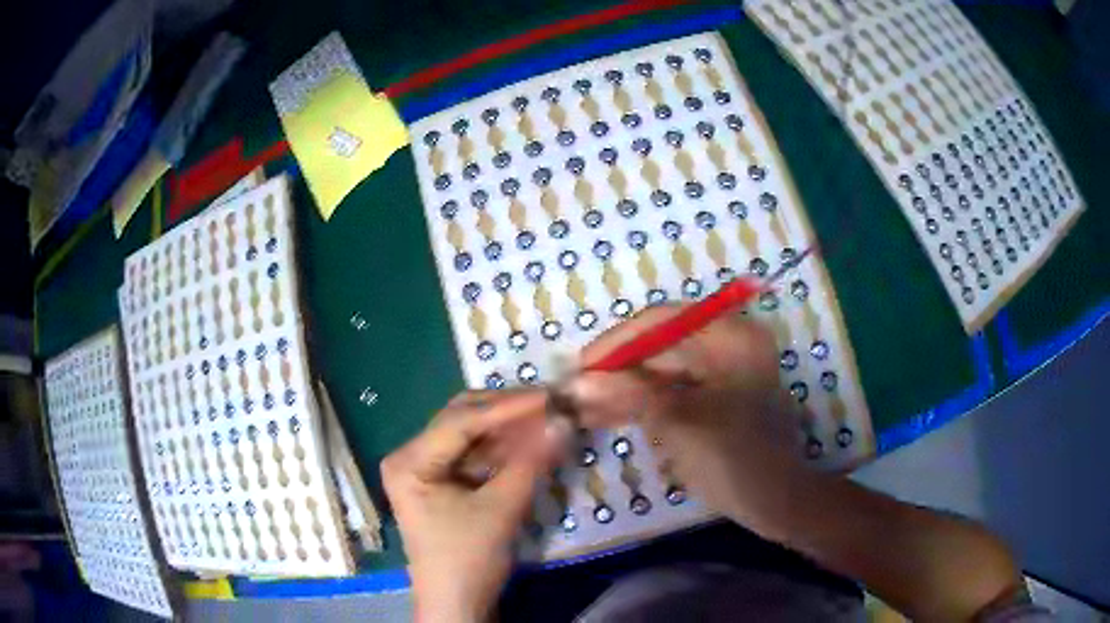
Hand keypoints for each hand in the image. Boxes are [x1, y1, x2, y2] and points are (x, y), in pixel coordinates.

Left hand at [382, 390, 569, 622]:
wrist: (457, 604)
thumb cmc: (468, 560)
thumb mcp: (501, 509)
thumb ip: (531, 461)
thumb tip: (564, 420)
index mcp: (409, 460)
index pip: (461, 421)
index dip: (509, 407)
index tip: (551, 396)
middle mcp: (410, 455)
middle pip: (462, 420)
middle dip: (507, 412)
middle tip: (551, 405)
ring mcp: (425, 468)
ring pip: (471, 435)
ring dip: (508, 429)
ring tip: (547, 419)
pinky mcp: (442, 482)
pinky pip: (474, 454)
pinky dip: (503, 448)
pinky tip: (531, 442)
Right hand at [565, 305, 808, 537]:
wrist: (776, 503)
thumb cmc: (735, 460)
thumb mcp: (679, 425)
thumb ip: (629, 396)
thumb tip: (577, 382)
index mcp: (730, 337)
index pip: (662, 322)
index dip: (616, 342)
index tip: (580, 367)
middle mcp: (727, 344)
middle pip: (659, 346)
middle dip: (616, 371)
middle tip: (574, 393)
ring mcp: (722, 371)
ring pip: (661, 371)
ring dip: (624, 389)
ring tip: (582, 408)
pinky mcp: (715, 396)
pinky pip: (671, 390)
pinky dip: (642, 403)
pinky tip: (607, 416)